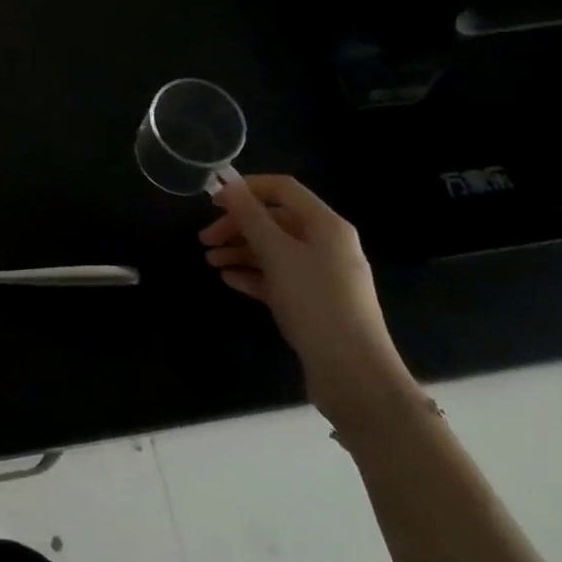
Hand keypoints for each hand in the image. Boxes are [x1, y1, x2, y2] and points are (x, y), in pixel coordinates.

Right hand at [200, 174, 422, 430]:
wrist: (355, 377)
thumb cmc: (316, 303)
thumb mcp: (278, 254)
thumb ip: (251, 217)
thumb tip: (230, 184)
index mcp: (326, 225)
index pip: (283, 189)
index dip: (247, 188)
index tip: (213, 202)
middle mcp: (327, 245)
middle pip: (275, 221)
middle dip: (238, 226)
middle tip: (205, 240)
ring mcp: (322, 277)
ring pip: (275, 251)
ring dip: (241, 251)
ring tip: (211, 263)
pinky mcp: (315, 305)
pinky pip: (279, 279)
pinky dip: (254, 275)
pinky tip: (230, 280)